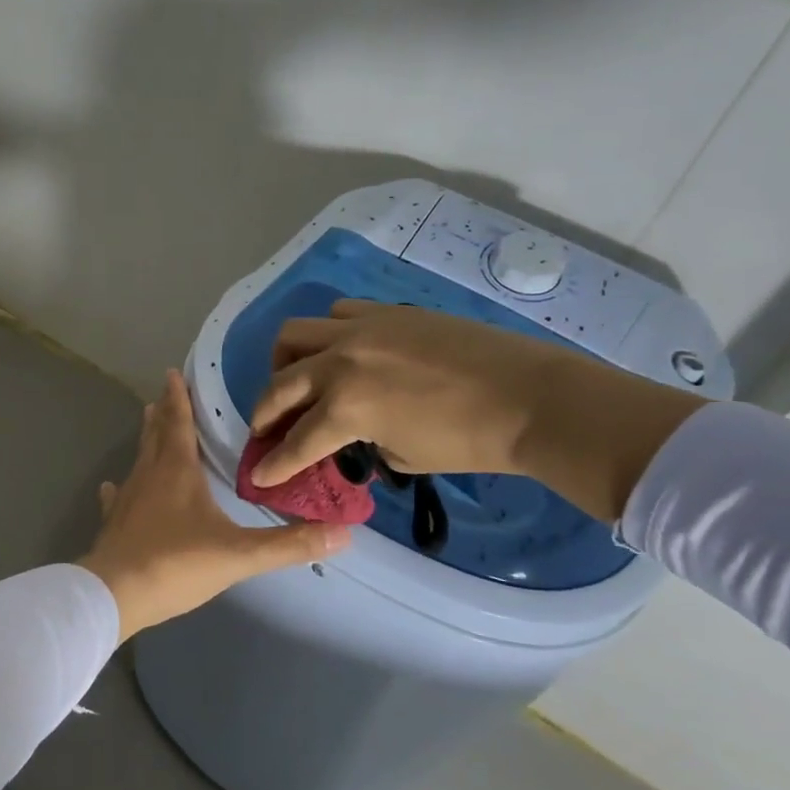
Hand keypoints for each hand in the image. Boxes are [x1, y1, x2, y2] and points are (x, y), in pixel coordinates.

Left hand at [81, 369, 349, 641]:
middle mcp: (149, 474)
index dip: (178, 398)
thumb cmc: (176, 564)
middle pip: (157, 434)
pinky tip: (112, 486)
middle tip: (165, 392)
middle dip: (164, 412)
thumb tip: (343, 533)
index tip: (174, 374)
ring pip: (139, 458)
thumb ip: (289, 544)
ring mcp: (127, 497)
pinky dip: (118, 487)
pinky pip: (117, 496)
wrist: (115, 594)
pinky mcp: (113, 521)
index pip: (179, 423)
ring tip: (148, 422)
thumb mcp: (239, 555)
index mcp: (177, 470)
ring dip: (147, 440)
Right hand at [249, 301, 555, 485]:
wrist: (531, 398)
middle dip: (263, 413)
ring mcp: (361, 330)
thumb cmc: (471, 442)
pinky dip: (329, 334)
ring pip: (295, 334)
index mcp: (347, 408)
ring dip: (284, 362)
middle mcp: (341, 363)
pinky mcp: (386, 313)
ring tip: (293, 378)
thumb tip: (354, 436)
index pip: (296, 442)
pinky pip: (337, 313)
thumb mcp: (406, 458)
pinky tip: (342, 351)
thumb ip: (366, 445)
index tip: (258, 476)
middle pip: (279, 385)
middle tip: (264, 429)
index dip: (274, 465)